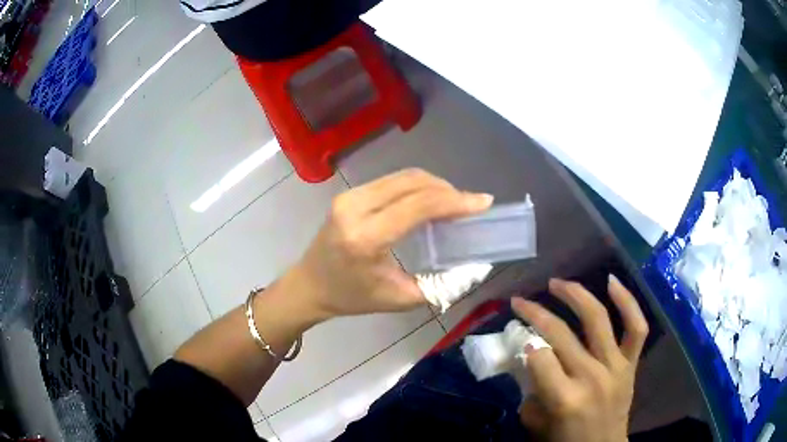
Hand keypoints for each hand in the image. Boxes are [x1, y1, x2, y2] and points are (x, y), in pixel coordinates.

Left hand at [285, 169, 492, 319]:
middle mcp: (355, 209)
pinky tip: (429, 200)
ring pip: (403, 177)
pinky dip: (417, 186)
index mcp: (365, 238)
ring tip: (454, 202)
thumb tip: (474, 266)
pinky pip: (391, 181)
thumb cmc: (352, 298)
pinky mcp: (349, 194)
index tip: (482, 202)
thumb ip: (441, 285)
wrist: (310, 285)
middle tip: (470, 204)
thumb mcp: (400, 299)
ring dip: (434, 185)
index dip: (454, 201)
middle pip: (412, 183)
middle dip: (448, 190)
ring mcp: (349, 196)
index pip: (417, 206)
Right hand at [512, 276, 648, 441]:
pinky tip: (611, 281)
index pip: (539, 357)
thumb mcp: (535, 422)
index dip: (524, 342)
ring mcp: (615, 366)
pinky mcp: (631, 363)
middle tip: (520, 301)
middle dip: (535, 312)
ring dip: (574, 295)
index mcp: (565, 398)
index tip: (516, 337)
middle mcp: (592, 376)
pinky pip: (635, 327)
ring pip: (597, 318)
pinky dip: (627, 301)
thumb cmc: (564, 440)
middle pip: (561, 333)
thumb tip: (530, 357)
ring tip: (556, 283)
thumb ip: (531, 389)